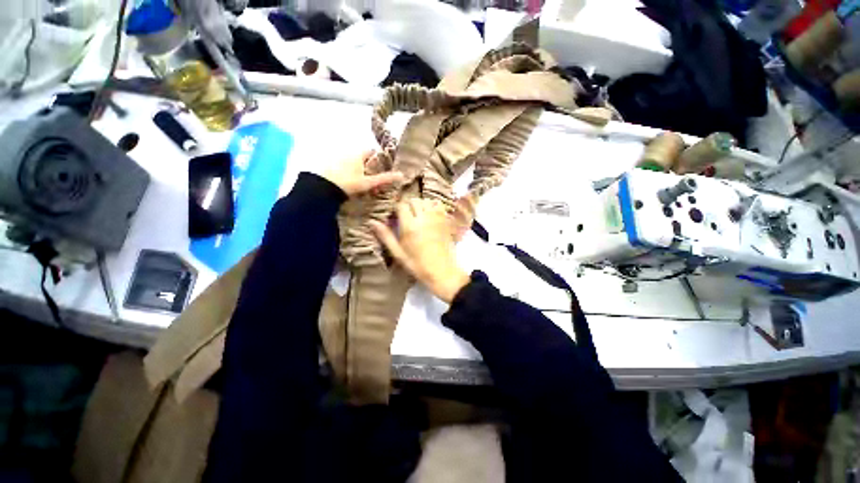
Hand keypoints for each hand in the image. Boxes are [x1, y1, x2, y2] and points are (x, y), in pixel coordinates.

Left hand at [322, 150, 403, 196]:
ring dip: (357, 169)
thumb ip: (384, 179)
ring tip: (360, 182)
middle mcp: (347, 152)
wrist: (322, 188)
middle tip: (372, 178)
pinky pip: (341, 166)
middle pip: (361, 156)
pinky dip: (346, 172)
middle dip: (367, 165)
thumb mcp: (368, 182)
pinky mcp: (327, 164)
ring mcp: (336, 158)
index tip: (382, 168)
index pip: (371, 151)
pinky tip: (347, 182)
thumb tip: (401, 175)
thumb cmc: (348, 183)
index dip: (378, 158)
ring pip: (351, 161)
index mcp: (358, 154)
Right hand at [370, 199, 469, 302]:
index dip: (396, 208)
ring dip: (420, 204)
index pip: (401, 205)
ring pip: (426, 201)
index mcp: (410, 226)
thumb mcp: (398, 253)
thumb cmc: (417, 265)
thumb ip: (386, 236)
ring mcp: (436, 218)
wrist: (442, 271)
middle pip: (414, 200)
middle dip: (407, 205)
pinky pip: (438, 205)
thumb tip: (371, 222)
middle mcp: (423, 218)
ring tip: (417, 214)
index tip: (394, 215)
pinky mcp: (445, 221)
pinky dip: (432, 205)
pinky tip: (429, 214)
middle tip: (405, 216)